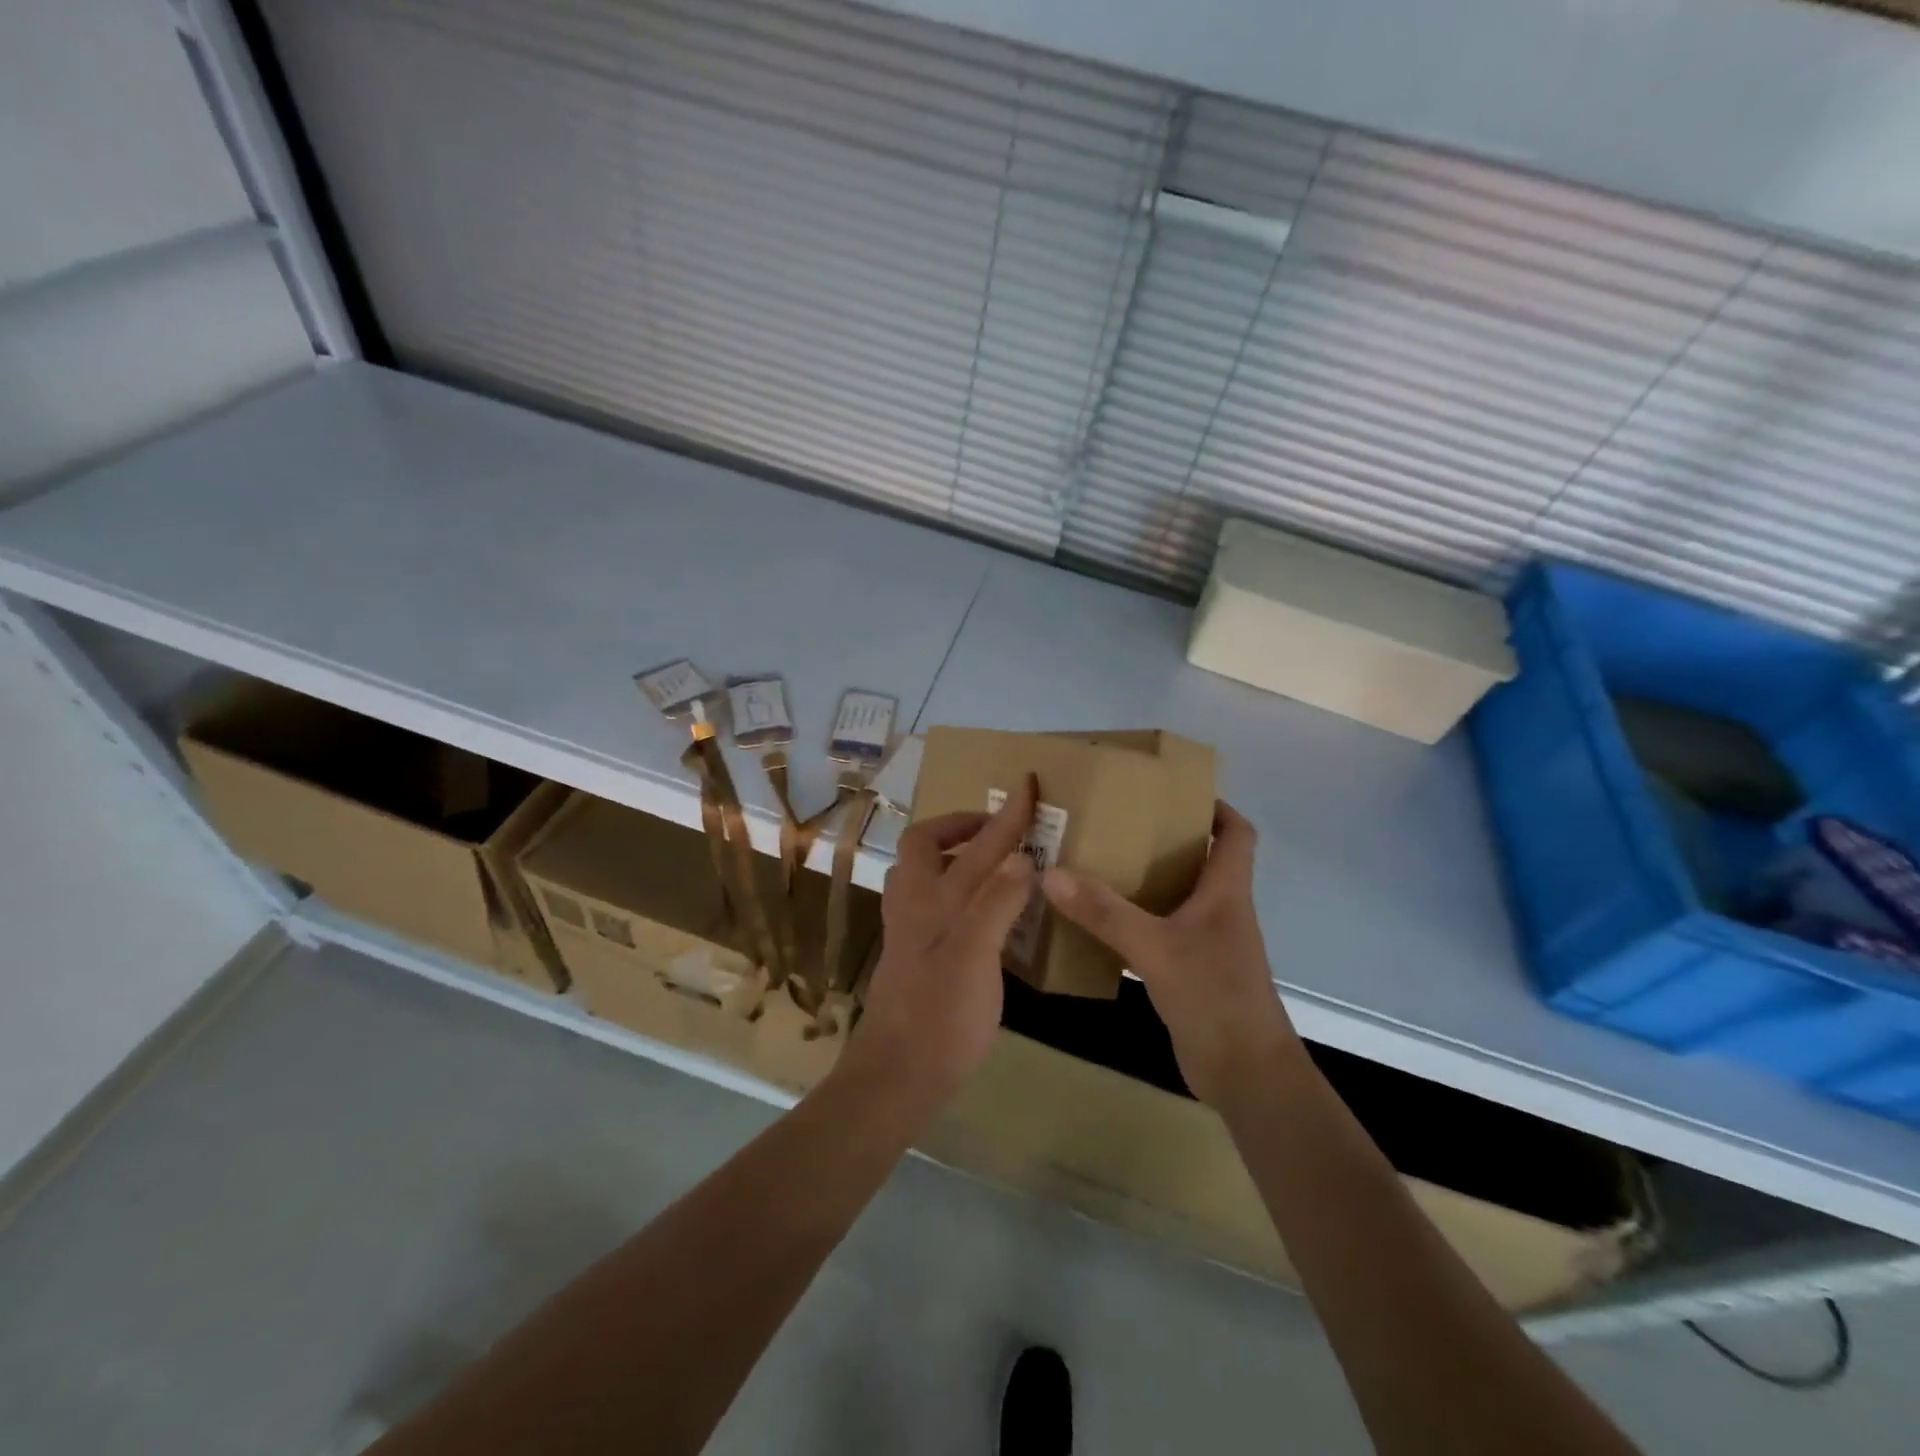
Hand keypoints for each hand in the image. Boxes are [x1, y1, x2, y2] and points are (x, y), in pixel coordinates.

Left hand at [847, 776, 1037, 1107]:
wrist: (897, 1075)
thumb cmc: (940, 1016)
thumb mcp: (975, 957)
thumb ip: (996, 903)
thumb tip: (1020, 857)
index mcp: (933, 899)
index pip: (976, 844)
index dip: (1005, 814)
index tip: (1027, 784)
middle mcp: (915, 905)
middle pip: (925, 844)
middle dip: (959, 825)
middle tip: (995, 830)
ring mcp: (909, 931)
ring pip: (923, 872)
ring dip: (952, 854)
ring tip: (988, 861)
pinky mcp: (914, 955)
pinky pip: (932, 901)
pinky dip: (954, 887)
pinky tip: (979, 910)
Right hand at [1041, 801, 1297, 1110]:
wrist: (1246, 1075)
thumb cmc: (1214, 997)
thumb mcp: (1154, 948)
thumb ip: (1104, 912)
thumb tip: (1051, 873)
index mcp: (1226, 891)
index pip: (1237, 833)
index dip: (1215, 806)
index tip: (1173, 791)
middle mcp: (1221, 910)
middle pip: (1201, 859)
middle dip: (1165, 837)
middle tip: (1116, 822)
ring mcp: (1208, 943)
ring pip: (1178, 895)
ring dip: (1147, 878)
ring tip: (1099, 862)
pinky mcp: (1192, 971)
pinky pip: (1163, 930)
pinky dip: (1138, 919)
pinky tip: (1101, 920)